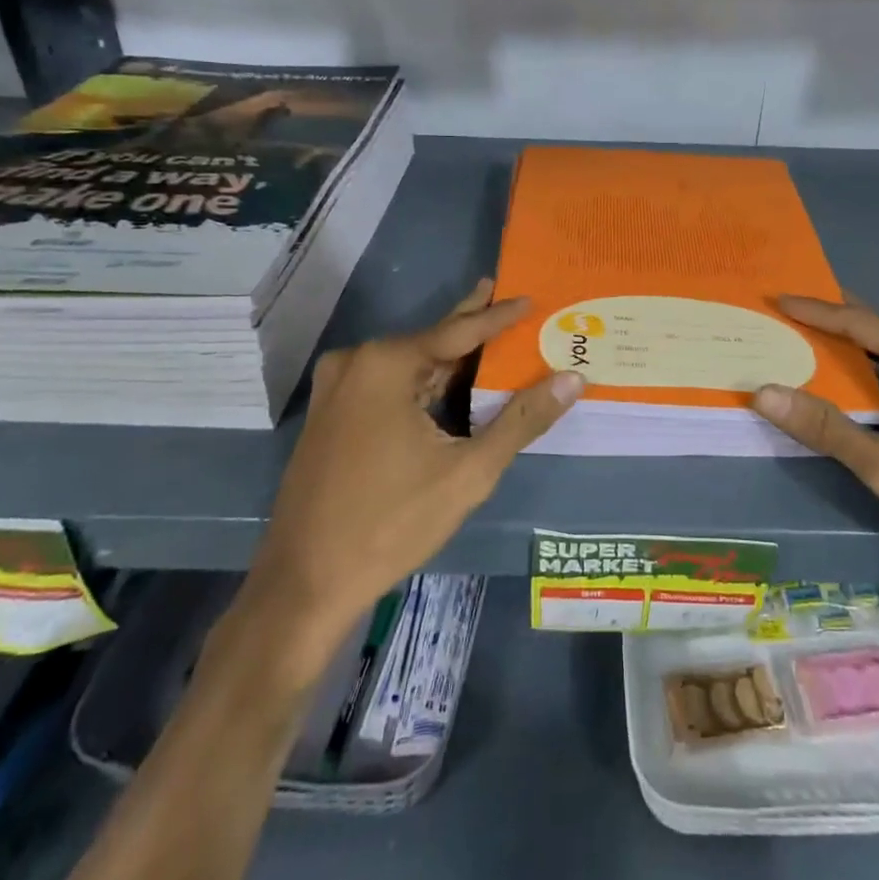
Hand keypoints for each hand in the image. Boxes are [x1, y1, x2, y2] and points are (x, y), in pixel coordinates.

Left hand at [235, 280, 582, 667]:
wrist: (305, 582)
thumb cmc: (392, 522)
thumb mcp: (469, 472)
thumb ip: (522, 420)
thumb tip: (572, 379)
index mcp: (387, 364)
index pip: (460, 331)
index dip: (500, 316)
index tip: (530, 298)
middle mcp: (357, 362)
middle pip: (432, 341)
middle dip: (473, 326)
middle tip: (506, 297)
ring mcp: (337, 388)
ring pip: (410, 365)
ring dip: (450, 361)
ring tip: (491, 343)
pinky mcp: (330, 414)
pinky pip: (388, 385)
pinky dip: (424, 383)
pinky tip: (450, 386)